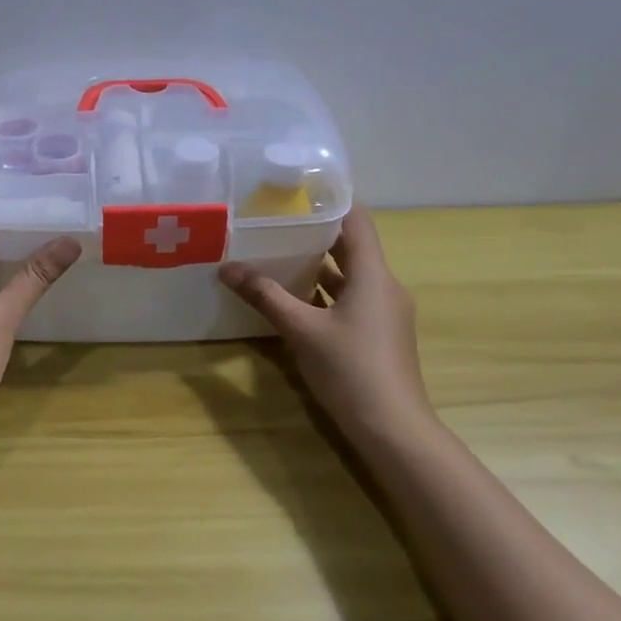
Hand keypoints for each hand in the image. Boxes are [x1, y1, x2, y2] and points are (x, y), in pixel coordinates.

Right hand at [220, 209, 438, 446]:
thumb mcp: (301, 330)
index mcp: (373, 275)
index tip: (296, 193)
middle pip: (351, 247)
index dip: (331, 202)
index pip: (357, 220)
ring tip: (277, 254)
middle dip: (315, 233)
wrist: (392, 428)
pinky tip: (293, 298)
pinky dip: (324, 292)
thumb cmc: (350, 369)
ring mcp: (384, 312)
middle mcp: (384, 286)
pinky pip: (350, 299)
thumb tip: (227, 268)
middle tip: (275, 222)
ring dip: (318, 265)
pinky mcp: (378, 334)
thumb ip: (265, 296)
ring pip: (350, 276)